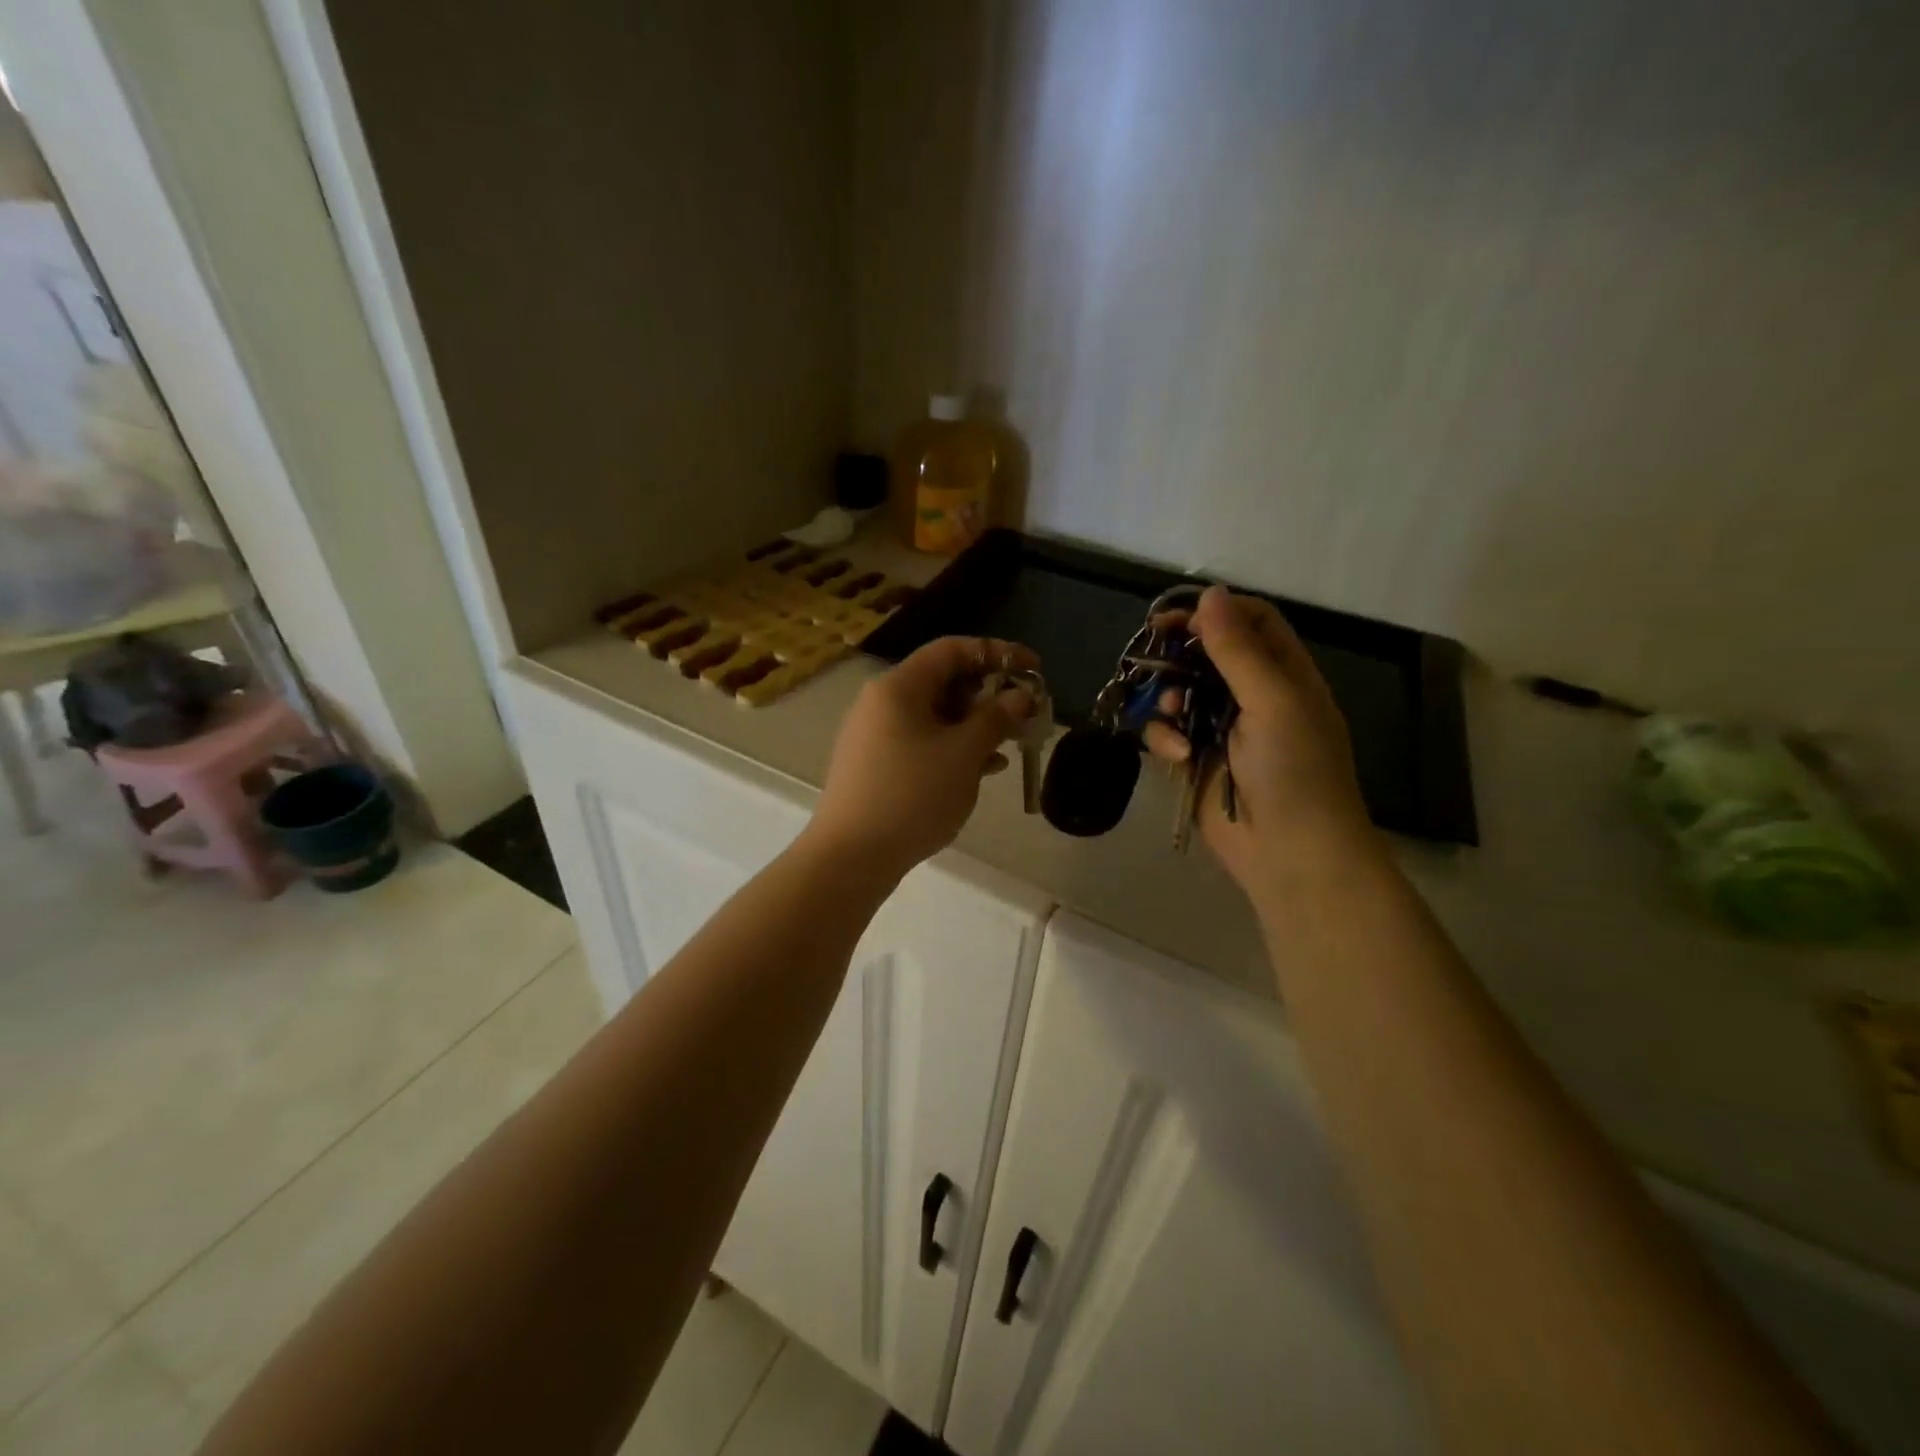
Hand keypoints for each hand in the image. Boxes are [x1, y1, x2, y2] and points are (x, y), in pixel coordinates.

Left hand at [808, 637, 1038, 877]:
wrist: (851, 857)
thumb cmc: (912, 795)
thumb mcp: (963, 754)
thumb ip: (996, 718)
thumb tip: (1021, 696)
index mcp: (898, 687)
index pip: (952, 650)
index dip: (997, 652)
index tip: (1034, 669)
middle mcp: (882, 702)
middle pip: (943, 681)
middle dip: (989, 693)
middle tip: (1026, 712)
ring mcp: (876, 735)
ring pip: (936, 715)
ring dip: (976, 724)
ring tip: (1013, 741)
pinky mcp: (877, 766)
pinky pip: (923, 742)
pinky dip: (955, 747)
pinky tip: (986, 768)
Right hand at [1144, 587, 1378, 891]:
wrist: (1291, 854)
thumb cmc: (1295, 770)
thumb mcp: (1273, 701)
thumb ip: (1237, 649)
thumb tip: (1210, 592)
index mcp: (1284, 675)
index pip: (1250, 622)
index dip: (1214, 613)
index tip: (1174, 617)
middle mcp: (1252, 696)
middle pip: (1206, 655)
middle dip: (1178, 655)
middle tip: (1148, 653)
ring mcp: (1221, 730)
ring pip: (1179, 692)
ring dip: (1169, 698)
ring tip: (1172, 712)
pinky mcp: (1196, 761)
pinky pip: (1167, 733)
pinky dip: (1165, 739)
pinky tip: (1177, 755)